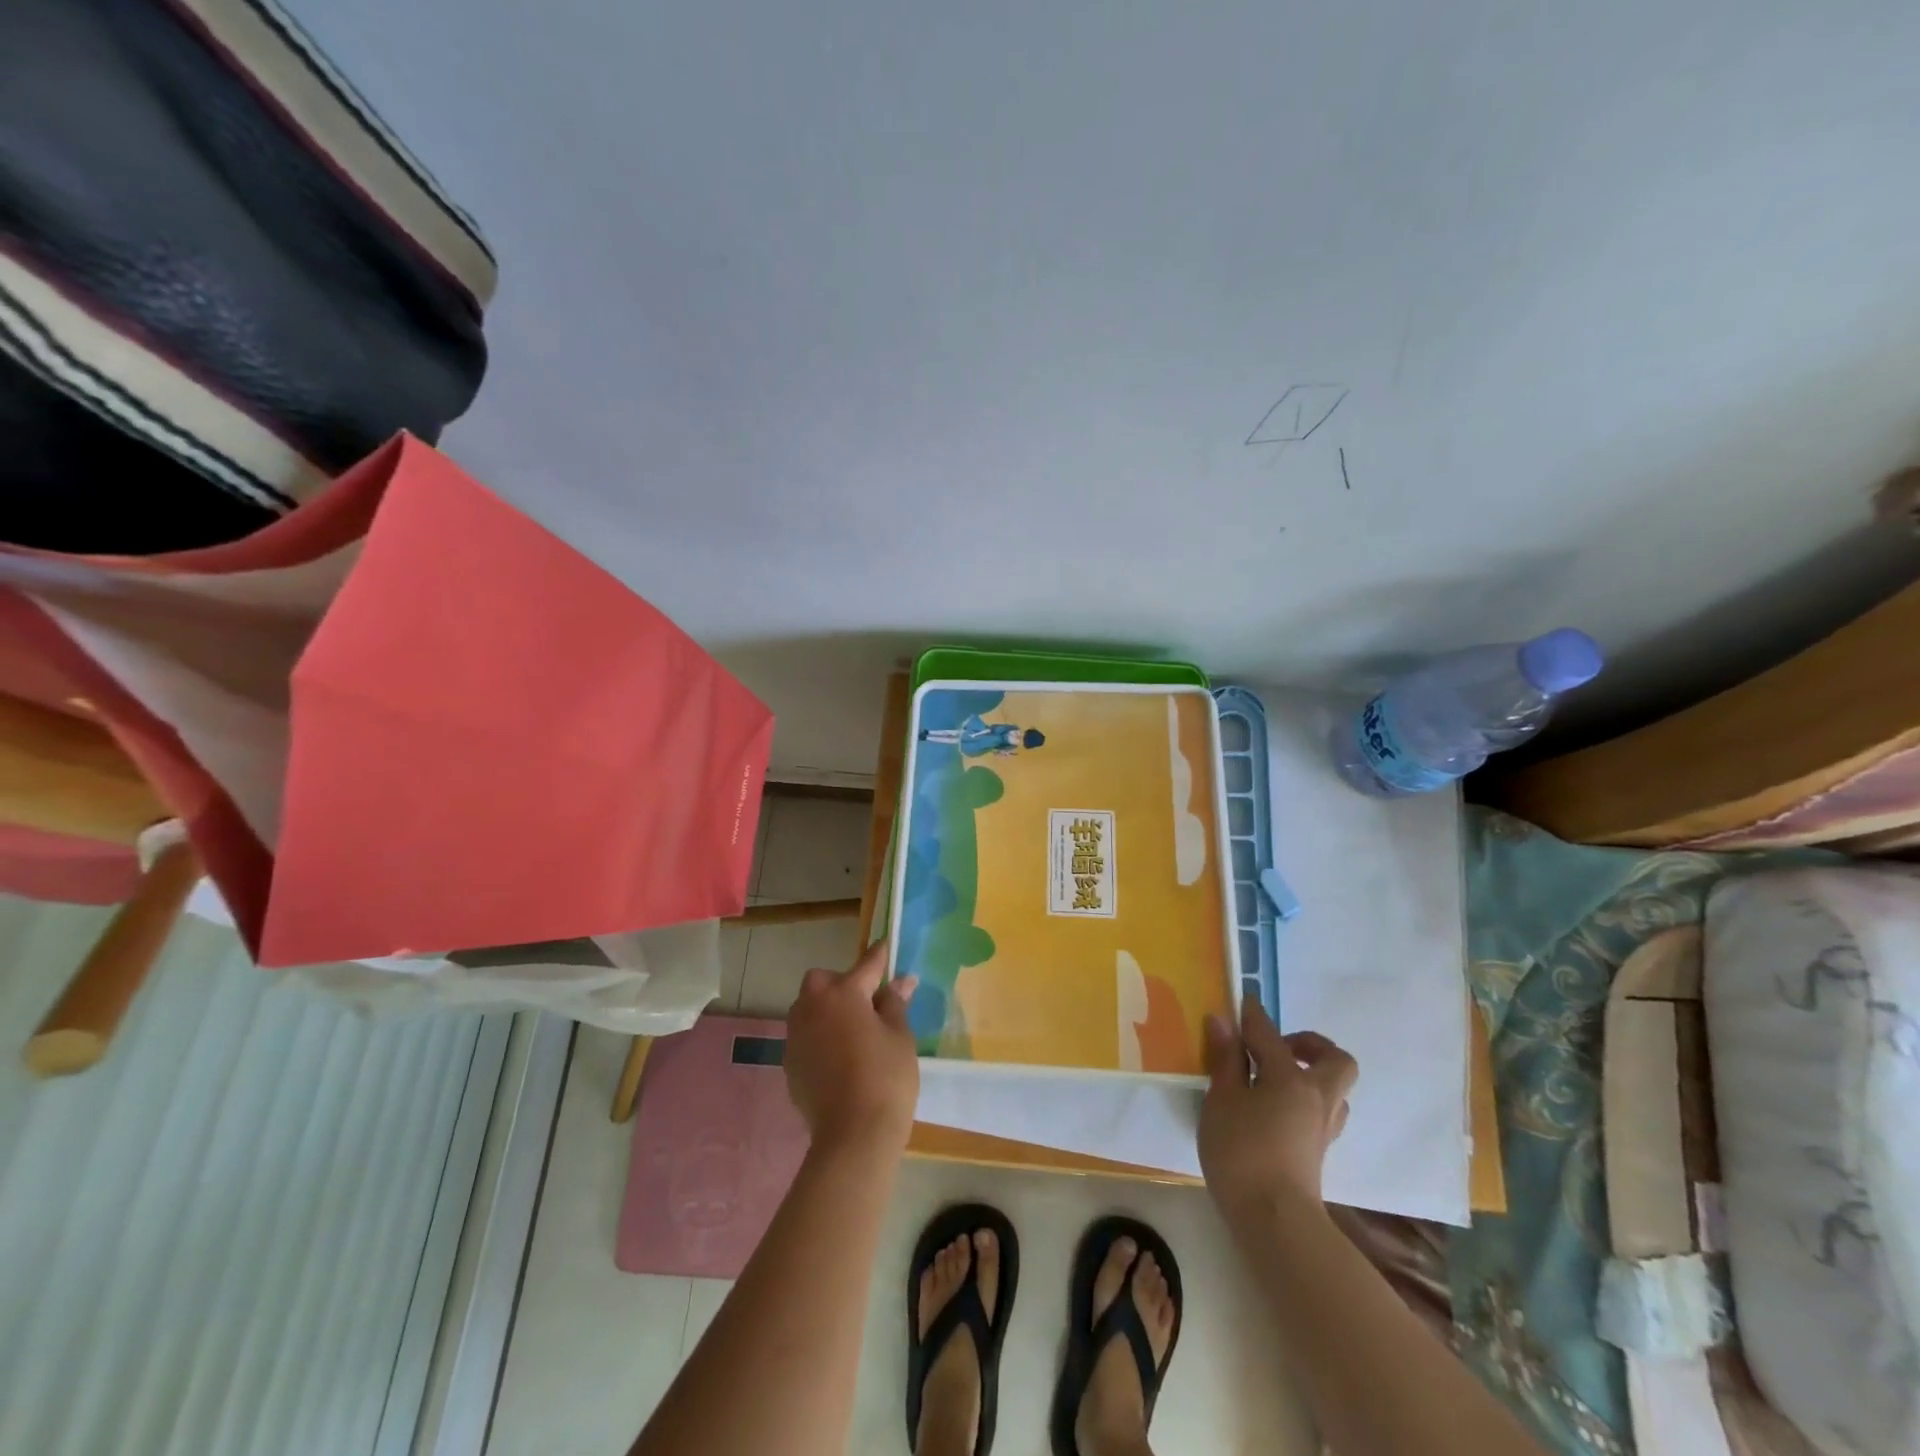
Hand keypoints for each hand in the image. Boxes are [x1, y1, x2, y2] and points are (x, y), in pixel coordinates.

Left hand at [784, 941, 919, 1155]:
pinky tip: (838, 1056)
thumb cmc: (886, 1078)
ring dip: (826, 1008)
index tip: (886, 945)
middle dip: (841, 982)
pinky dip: (819, 1036)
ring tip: (851, 1028)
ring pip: (807, 1007)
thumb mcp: (900, 1037)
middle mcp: (813, 1007)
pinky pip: (804, 1035)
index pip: (866, 965)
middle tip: (866, 1001)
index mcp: (844, 994)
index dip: (880, 955)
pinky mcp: (790, 1063)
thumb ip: (895, 1004)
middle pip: (822, 980)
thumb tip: (900, 982)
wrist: (853, 1136)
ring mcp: (797, 1036)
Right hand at [1198, 1002, 1357, 1221]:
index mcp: (1291, 1078)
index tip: (1241, 1002)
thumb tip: (1223, 1021)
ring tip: (1272, 1079)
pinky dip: (1305, 1100)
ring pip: (1334, 1089)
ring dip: (1311, 1074)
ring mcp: (1323, 1127)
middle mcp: (1317, 1097)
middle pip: (1334, 1059)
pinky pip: (1323, 1111)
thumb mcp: (1221, 1099)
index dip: (1253, 1016)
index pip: (1270, 1035)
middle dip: (1309, 1044)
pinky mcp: (1319, 1151)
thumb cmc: (1241, 1151)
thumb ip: (1225, 1059)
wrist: (1274, 1221)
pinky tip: (1274, 1109)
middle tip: (1274, 1048)